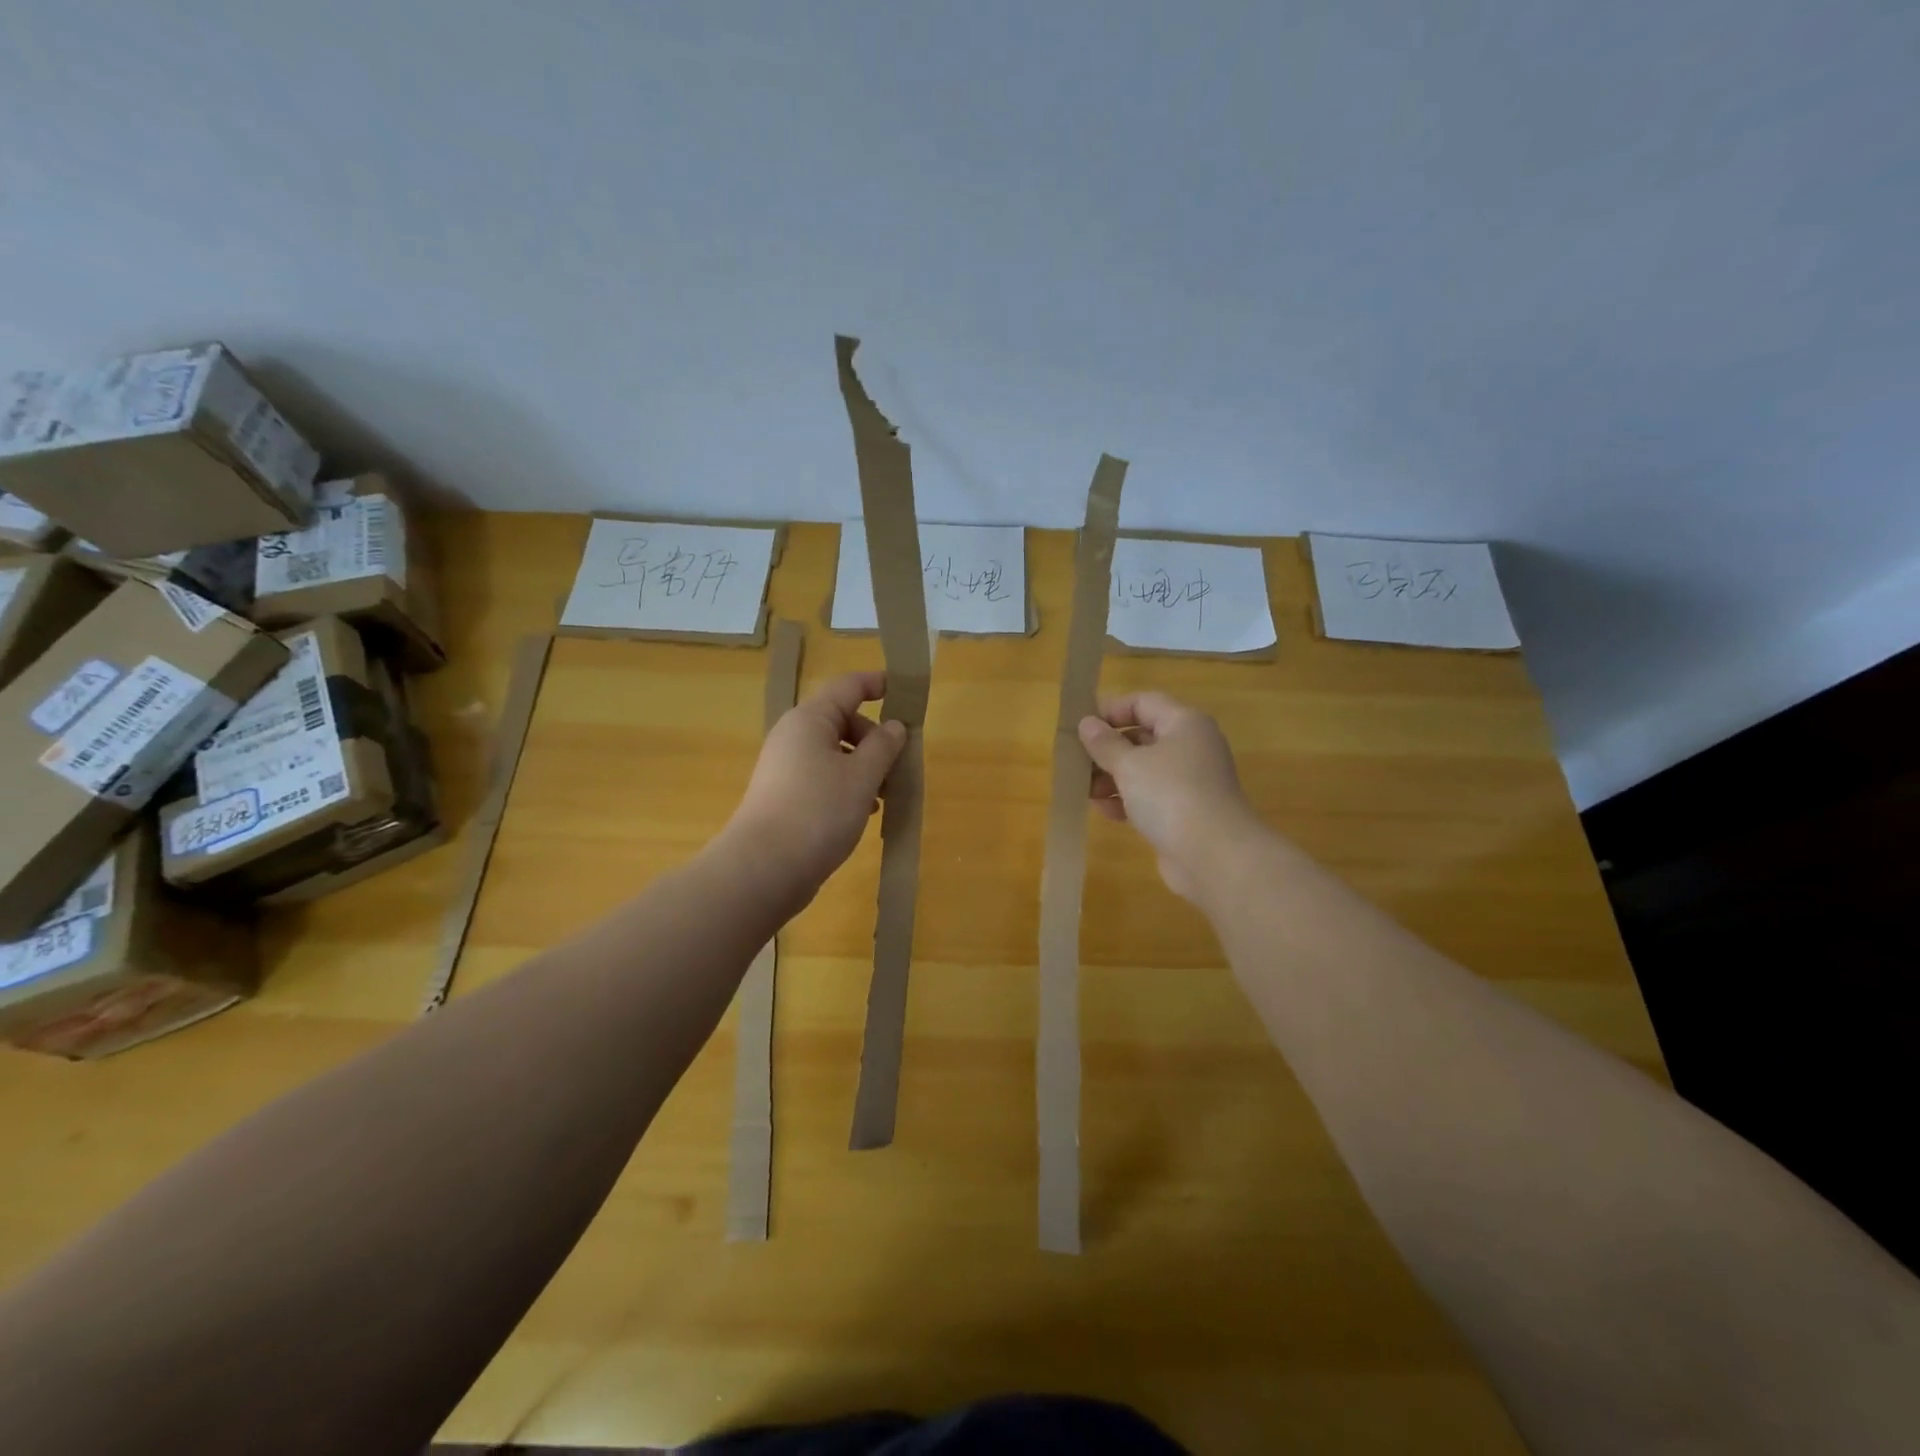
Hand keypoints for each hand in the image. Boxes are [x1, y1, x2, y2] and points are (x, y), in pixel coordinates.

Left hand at [725, 670, 906, 898]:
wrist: (764, 868)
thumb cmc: (818, 812)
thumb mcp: (862, 776)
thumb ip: (884, 746)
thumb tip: (894, 726)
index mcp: (809, 719)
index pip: (848, 686)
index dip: (877, 684)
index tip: (905, 691)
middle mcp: (793, 736)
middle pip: (842, 720)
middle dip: (875, 738)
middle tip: (899, 765)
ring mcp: (785, 767)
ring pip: (835, 753)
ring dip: (865, 766)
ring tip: (886, 795)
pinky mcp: (784, 796)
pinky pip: (824, 777)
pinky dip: (847, 786)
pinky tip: (864, 811)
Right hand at [1079, 691, 1260, 902]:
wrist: (1214, 855)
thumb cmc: (1170, 795)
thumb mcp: (1129, 765)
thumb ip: (1104, 743)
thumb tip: (1087, 723)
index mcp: (1184, 723)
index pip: (1143, 702)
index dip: (1111, 710)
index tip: (1081, 726)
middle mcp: (1190, 747)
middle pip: (1142, 736)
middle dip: (1107, 749)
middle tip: (1076, 761)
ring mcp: (1189, 781)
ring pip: (1143, 769)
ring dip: (1112, 777)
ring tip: (1085, 791)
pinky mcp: (1184, 811)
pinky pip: (1150, 797)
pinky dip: (1127, 800)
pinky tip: (1105, 811)